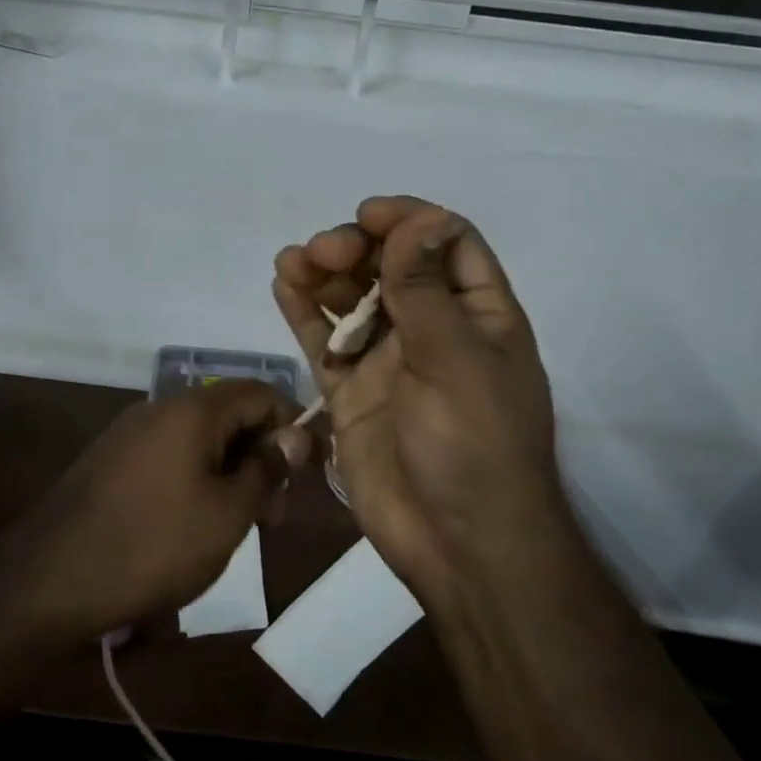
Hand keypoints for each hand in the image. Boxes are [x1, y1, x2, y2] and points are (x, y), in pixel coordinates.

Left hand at [0, 380, 308, 643]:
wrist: (51, 580)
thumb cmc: (154, 545)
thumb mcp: (228, 513)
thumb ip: (267, 468)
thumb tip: (297, 434)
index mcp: (192, 410)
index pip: (261, 393)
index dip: (294, 425)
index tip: (311, 470)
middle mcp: (160, 408)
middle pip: (230, 414)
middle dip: (262, 456)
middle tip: (274, 515)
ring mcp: (131, 433)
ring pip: (200, 438)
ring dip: (231, 472)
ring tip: (238, 525)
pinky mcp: (112, 460)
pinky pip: (171, 455)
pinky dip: (198, 478)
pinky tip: (197, 523)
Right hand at [273, 196, 563, 600]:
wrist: (458, 545)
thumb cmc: (474, 445)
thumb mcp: (455, 359)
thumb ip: (425, 290)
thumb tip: (418, 218)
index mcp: (477, 316)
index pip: (448, 244)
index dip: (410, 220)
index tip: (368, 215)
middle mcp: (433, 330)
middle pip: (392, 266)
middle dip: (357, 249)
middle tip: (325, 252)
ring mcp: (389, 362)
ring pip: (353, 300)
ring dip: (324, 274)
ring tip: (292, 262)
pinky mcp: (352, 393)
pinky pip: (325, 342)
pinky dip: (304, 313)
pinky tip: (283, 284)